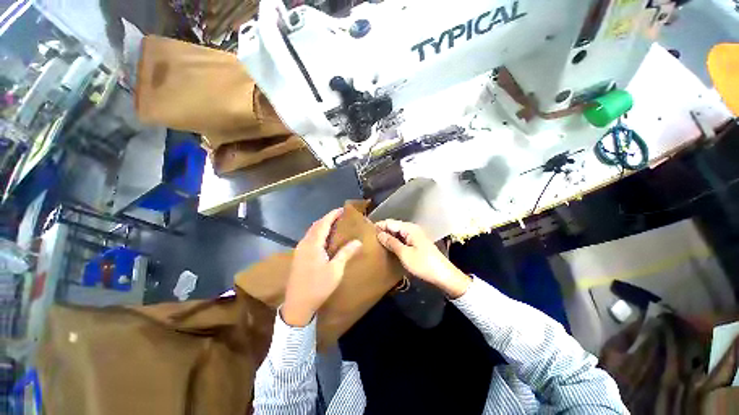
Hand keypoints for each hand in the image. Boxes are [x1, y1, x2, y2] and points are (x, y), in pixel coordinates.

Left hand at [283, 208, 361, 326]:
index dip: (332, 215)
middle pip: (316, 226)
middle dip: (327, 219)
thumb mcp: (335, 270)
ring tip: (334, 225)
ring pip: (311, 232)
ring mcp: (299, 250)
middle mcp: (304, 244)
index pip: (323, 224)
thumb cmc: (318, 286)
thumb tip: (358, 241)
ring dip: (322, 226)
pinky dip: (318, 234)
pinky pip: (309, 239)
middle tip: (339, 216)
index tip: (342, 209)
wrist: (297, 305)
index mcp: (313, 244)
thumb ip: (346, 253)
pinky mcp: (298, 257)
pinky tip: (324, 240)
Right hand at [376, 220, 470, 297]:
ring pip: (398, 233)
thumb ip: (391, 242)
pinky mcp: (417, 244)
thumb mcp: (405, 254)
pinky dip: (395, 242)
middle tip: (369, 238)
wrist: (444, 276)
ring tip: (376, 243)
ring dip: (388, 237)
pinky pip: (403, 239)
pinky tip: (389, 247)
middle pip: (394, 226)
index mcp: (409, 228)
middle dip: (383, 231)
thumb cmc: (423, 264)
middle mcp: (412, 229)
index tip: (366, 231)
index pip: (390, 223)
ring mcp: (415, 236)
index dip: (379, 226)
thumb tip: (379, 234)